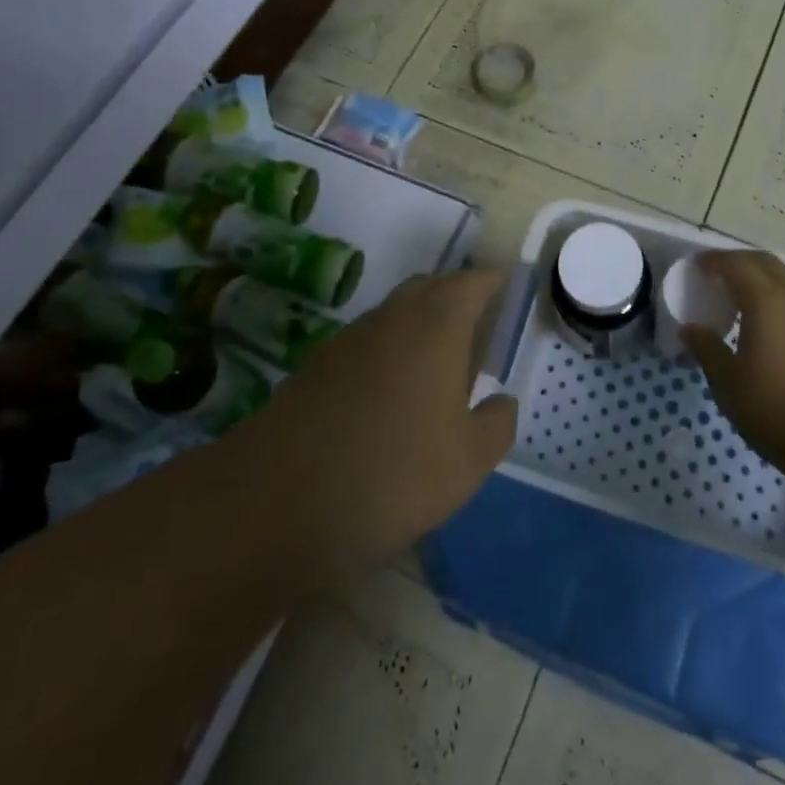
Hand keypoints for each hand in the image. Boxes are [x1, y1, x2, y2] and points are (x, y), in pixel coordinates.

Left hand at [233, 270, 517, 581]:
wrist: (278, 502)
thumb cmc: (394, 472)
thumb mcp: (468, 461)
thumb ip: (497, 424)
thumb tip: (501, 402)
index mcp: (438, 323)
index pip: (472, 282)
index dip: (492, 283)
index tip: (507, 292)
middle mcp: (393, 316)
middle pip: (430, 288)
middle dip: (456, 299)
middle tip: (477, 331)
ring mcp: (349, 338)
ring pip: (395, 314)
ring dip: (419, 327)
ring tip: (436, 369)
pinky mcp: (316, 367)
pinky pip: (366, 344)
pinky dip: (386, 354)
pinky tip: (388, 399)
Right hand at [684, 251, 784, 480]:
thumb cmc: (777, 412)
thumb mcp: (728, 384)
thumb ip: (707, 349)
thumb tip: (689, 329)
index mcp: (767, 302)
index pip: (736, 264)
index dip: (714, 260)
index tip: (697, 265)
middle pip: (766, 263)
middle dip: (740, 262)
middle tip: (720, 276)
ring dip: (766, 282)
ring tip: (748, 303)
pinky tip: (781, 331)